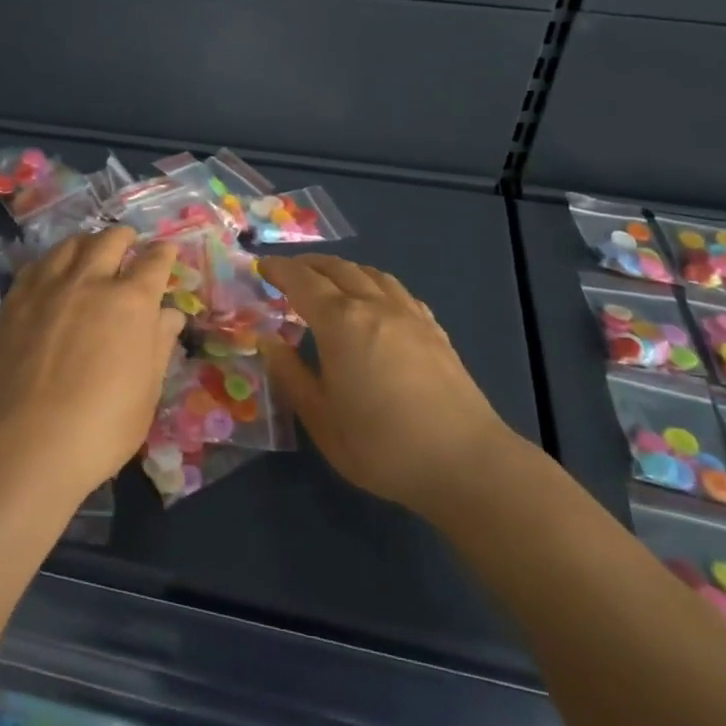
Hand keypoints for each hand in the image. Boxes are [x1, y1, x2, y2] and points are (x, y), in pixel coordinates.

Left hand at [0, 227, 184, 498]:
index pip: (155, 262)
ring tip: (89, 251)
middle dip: (125, 238)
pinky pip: (35, 266)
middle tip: (129, 243)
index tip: (167, 251)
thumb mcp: (146, 391)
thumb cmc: (102, 426)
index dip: (164, 253)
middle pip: (110, 240)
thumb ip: (158, 345)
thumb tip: (169, 315)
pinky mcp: (13, 302)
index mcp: (131, 302)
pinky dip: (51, 262)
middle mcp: (90, 282)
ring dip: (87, 243)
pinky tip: (51, 274)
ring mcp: (47, 288)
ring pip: (69, 245)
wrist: (27, 444)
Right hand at [259, 255, 515, 518]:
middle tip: (288, 272)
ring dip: (343, 269)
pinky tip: (376, 301)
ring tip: (328, 279)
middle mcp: (374, 305)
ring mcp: (409, 314)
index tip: (262, 266)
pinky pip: (397, 290)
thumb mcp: (321, 419)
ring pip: (371, 274)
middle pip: (338, 269)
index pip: (302, 281)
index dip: (280, 270)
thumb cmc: (381, 445)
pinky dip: (374, 284)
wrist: (464, 461)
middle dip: (308, 264)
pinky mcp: (434, 330)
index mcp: (341, 322)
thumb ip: (290, 375)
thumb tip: (267, 340)